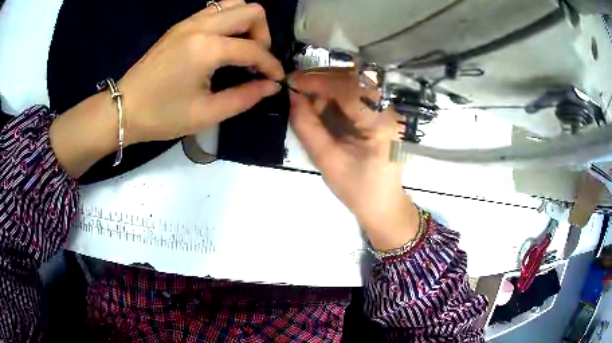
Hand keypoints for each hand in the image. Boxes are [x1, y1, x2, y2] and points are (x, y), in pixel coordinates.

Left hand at [119, 0, 283, 144]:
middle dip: (263, 34)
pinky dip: (228, 22)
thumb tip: (271, 86)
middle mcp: (201, 26)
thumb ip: (244, 97)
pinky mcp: (180, 25)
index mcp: (206, 49)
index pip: (253, 49)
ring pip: (234, 5)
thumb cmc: (161, 116)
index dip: (271, 65)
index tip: (275, 80)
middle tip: (255, 59)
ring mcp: (189, 22)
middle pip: (251, 11)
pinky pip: (215, 10)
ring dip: (246, 24)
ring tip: (241, 49)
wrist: (124, 108)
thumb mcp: (206, 114)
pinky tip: (223, 44)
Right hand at [289, 71, 419, 250]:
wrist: (382, 204)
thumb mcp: (326, 160)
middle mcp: (388, 110)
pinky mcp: (381, 114)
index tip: (292, 81)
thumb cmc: (357, 188)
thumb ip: (307, 126)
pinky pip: (356, 95)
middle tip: (296, 86)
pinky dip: (335, 95)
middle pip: (353, 80)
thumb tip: (292, 96)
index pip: (348, 89)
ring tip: (305, 97)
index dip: (318, 81)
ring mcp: (387, 111)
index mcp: (381, 123)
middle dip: (321, 79)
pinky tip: (320, 104)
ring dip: (327, 86)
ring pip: (354, 84)